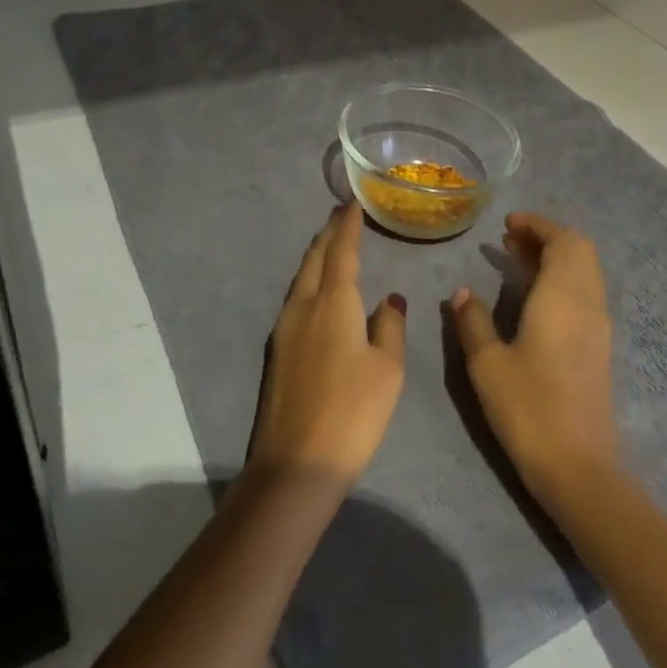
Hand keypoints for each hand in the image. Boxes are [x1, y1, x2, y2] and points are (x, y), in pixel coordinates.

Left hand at [248, 204, 406, 487]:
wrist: (297, 463)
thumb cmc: (353, 412)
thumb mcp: (387, 369)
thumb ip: (390, 327)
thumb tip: (389, 298)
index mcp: (333, 303)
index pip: (341, 252)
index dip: (348, 226)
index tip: (352, 204)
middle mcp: (303, 306)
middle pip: (315, 259)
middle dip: (328, 234)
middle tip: (341, 215)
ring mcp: (284, 329)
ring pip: (301, 279)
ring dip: (317, 257)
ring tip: (332, 245)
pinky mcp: (277, 351)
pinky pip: (295, 299)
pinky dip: (310, 282)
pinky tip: (319, 291)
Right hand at [451, 211, 618, 500]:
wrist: (579, 467)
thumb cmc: (528, 408)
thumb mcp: (487, 363)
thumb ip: (473, 321)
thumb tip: (462, 292)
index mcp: (563, 297)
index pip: (563, 240)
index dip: (538, 225)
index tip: (508, 223)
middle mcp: (588, 304)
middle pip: (579, 251)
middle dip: (546, 237)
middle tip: (508, 239)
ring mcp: (598, 327)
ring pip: (584, 273)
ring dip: (555, 258)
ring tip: (516, 260)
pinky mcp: (599, 349)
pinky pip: (584, 294)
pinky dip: (561, 280)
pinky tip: (533, 297)